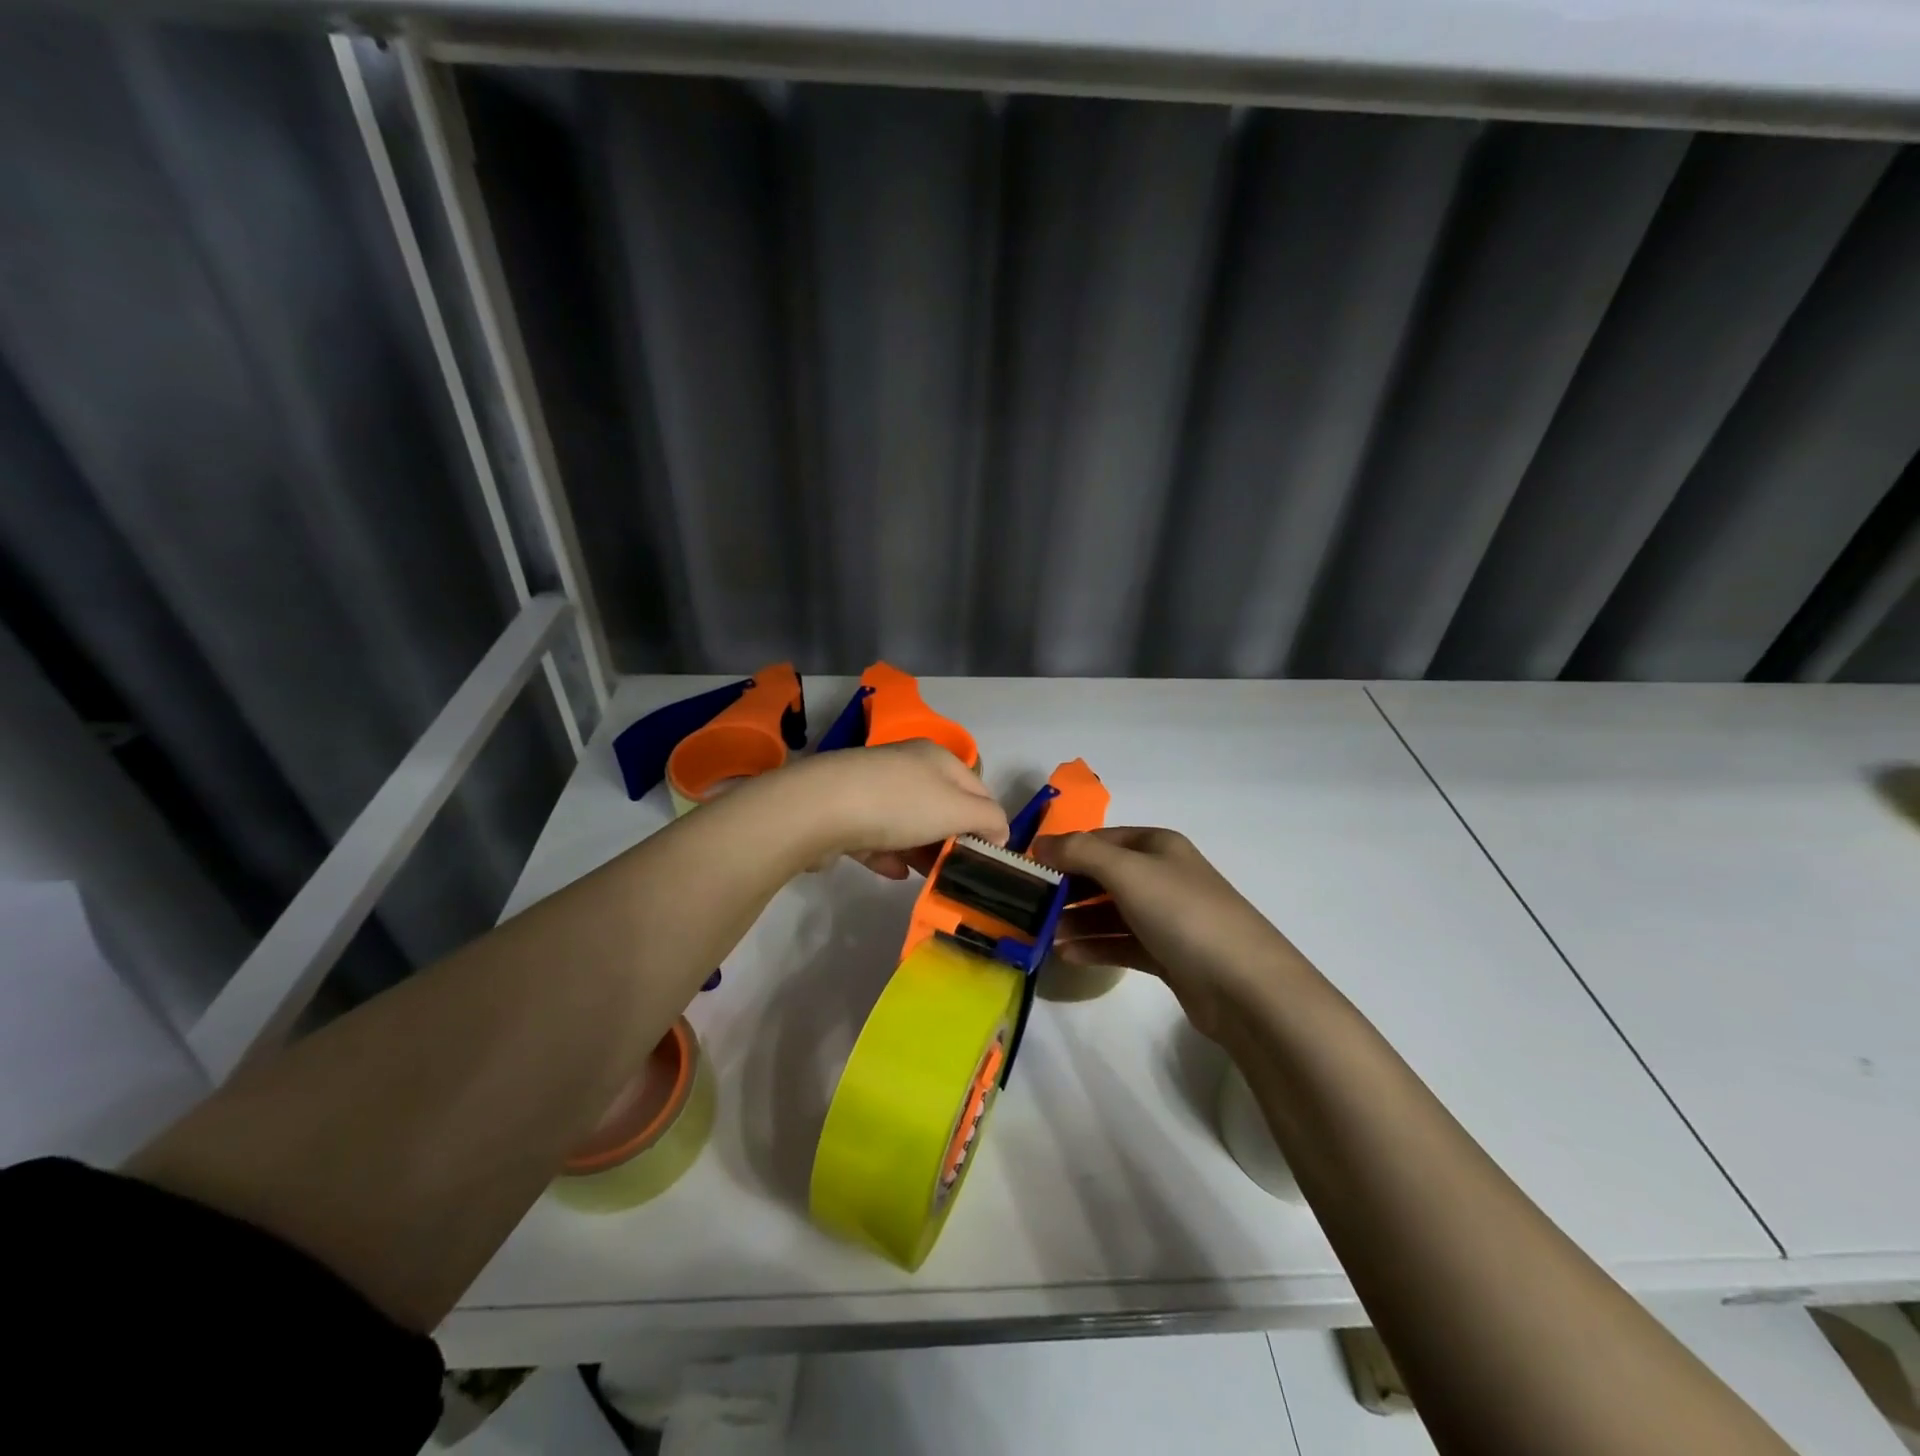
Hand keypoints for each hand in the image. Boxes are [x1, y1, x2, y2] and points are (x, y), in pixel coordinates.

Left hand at [776, 741, 1009, 877]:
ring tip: (931, 878)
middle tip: (961, 872)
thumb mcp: (957, 808)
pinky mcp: (844, 813)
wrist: (820, 808)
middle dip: (952, 838)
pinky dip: (889, 854)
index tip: (991, 856)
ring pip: (908, 822)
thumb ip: (987, 818)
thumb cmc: (899, 804)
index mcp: (937, 758)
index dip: (990, 820)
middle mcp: (906, 767)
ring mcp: (872, 789)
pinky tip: (895, 873)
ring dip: (922, 849)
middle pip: (941, 805)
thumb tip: (1001, 830)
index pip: (978, 787)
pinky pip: (875, 836)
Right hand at [1032, 827, 1308, 1039]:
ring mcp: (1166, 916)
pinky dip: (1094, 946)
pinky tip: (1066, 955)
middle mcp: (1161, 875)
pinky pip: (1120, 943)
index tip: (1027, 869)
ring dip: (1076, 920)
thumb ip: (1079, 852)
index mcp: (1156, 846)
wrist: (1244, 986)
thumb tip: (1040, 844)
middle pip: (1102, 875)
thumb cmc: (1182, 913)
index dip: (1063, 850)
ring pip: (1109, 912)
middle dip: (1066, 888)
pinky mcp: (1167, 954)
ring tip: (1042, 935)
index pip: (1098, 839)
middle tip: (1028, 906)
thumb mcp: (1127, 872)